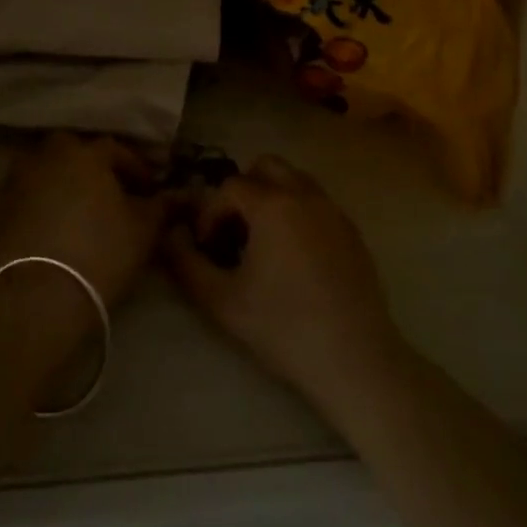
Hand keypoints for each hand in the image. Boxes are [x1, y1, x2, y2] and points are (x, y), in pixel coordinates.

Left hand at [0, 132, 164, 308]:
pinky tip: (38, 225)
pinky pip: (14, 196)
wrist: (38, 297)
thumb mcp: (144, 231)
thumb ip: (160, 207)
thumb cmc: (100, 255)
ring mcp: (12, 180)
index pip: (114, 149)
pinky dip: (28, 203)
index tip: (147, 187)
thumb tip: (173, 197)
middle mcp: (45, 157)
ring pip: (37, 169)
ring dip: (53, 180)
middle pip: (69, 150)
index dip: (134, 166)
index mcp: (84, 155)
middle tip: (103, 190)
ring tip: (68, 207)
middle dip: (87, 164)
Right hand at [163, 155, 400, 403]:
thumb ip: (186, 263)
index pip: (230, 187)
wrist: (355, 359)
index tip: (207, 247)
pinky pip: (316, 203)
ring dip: (271, 198)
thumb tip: (171, 235)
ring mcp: (334, 211)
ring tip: (261, 242)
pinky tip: (293, 257)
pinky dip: (297, 213)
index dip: (210, 213)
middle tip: (233, 231)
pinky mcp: (352, 231)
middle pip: (266, 167)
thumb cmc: (284, 328)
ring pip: (295, 180)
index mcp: (273, 205)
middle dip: (242, 191)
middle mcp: (306, 195)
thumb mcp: (222, 301)